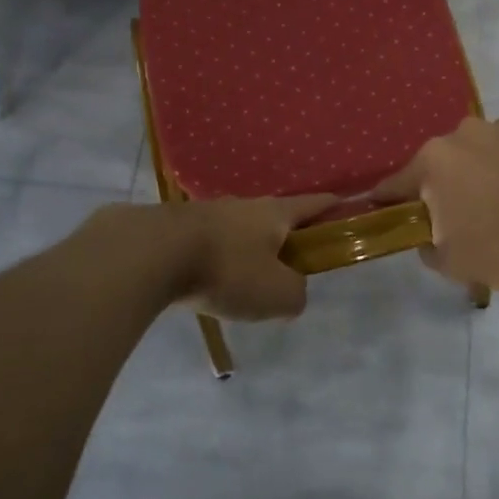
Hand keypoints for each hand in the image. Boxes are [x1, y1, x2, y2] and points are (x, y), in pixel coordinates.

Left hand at [174, 194, 337, 321]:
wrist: (152, 254)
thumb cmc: (227, 270)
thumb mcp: (277, 294)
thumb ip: (296, 293)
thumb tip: (293, 291)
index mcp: (276, 213)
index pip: (314, 204)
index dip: (333, 207)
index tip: (346, 208)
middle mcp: (245, 205)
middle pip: (276, 217)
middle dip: (287, 235)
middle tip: (292, 264)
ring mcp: (209, 212)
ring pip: (240, 230)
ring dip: (248, 248)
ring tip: (246, 279)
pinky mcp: (178, 227)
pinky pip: (210, 243)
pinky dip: (218, 258)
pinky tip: (210, 280)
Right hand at [374, 117, 498, 290]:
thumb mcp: (454, 263)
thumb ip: (428, 250)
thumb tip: (428, 241)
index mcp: (434, 160)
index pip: (397, 183)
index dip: (388, 200)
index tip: (382, 209)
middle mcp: (463, 133)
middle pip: (441, 165)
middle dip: (443, 188)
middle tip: (457, 220)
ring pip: (478, 155)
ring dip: (480, 174)